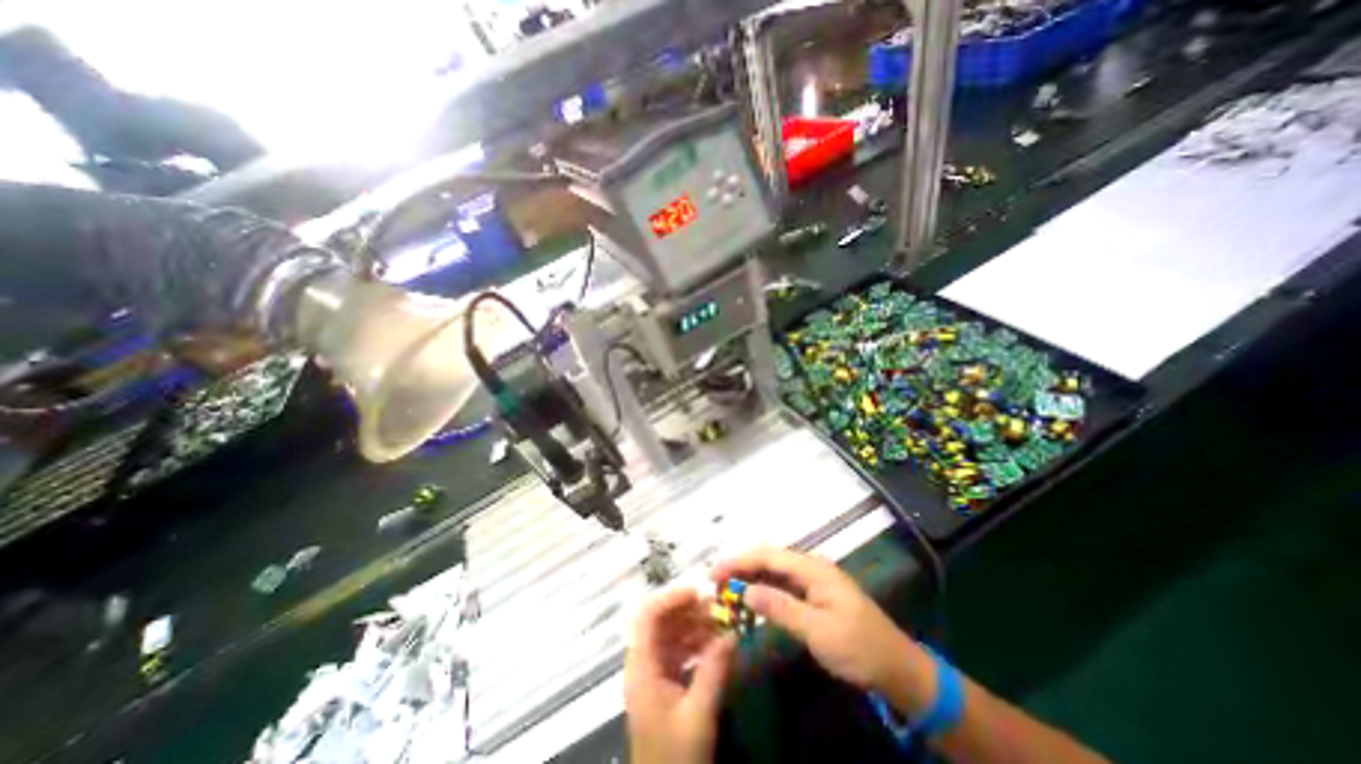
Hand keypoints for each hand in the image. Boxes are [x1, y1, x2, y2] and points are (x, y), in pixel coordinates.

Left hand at [623, 587, 734, 760]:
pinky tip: (715, 646)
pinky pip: (677, 651)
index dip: (671, 598)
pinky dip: (695, 643)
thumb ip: (714, 670)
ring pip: (670, 634)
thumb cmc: (676, 759)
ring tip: (721, 625)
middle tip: (717, 608)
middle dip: (688, 610)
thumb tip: (734, 633)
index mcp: (642, 667)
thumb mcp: (698, 715)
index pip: (648, 615)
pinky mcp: (663, 684)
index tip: (700, 593)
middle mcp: (643, 663)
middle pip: (660, 621)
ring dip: (694, 625)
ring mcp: (653, 674)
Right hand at [713, 546, 925, 701]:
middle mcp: (812, 566)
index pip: (768, 556)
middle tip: (716, 581)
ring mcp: (814, 579)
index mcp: (813, 568)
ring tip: (727, 588)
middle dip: (741, 565)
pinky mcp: (816, 594)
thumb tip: (746, 591)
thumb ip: (780, 608)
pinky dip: (765, 588)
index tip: (714, 572)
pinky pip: (783, 584)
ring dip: (751, 576)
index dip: (739, 561)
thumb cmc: (859, 648)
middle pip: (769, 558)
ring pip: (775, 570)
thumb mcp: (818, 631)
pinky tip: (753, 598)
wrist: (899, 669)